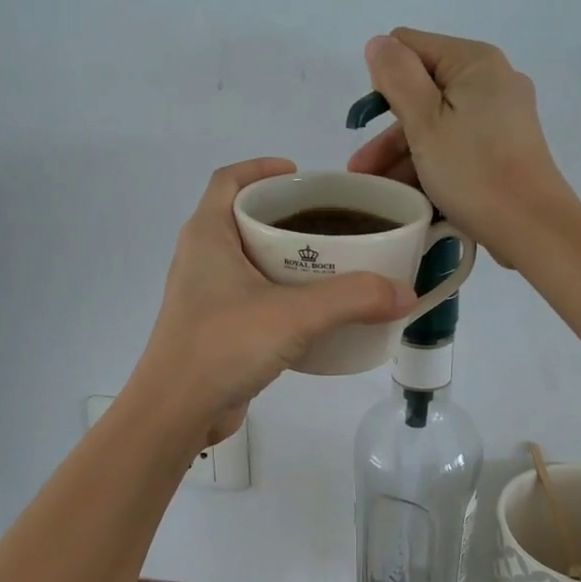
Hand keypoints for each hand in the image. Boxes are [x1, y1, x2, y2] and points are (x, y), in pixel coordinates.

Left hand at [130, 158, 414, 446]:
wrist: (175, 413)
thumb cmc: (223, 345)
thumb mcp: (294, 315)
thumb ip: (353, 299)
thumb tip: (406, 293)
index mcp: (207, 235)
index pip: (228, 180)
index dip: (261, 167)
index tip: (302, 176)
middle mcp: (202, 258)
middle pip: (244, 218)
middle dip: (287, 215)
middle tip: (332, 223)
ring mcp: (206, 296)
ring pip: (251, 260)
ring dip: (288, 258)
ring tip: (334, 264)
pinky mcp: (215, 328)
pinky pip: (253, 297)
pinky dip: (283, 295)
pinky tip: (316, 312)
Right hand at [347, 29, 578, 267]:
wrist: (532, 228)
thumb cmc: (474, 171)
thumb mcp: (425, 123)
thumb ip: (397, 77)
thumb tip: (379, 43)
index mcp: (474, 62)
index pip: (410, 47)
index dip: (383, 81)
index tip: (369, 124)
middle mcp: (491, 79)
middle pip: (422, 90)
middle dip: (387, 130)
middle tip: (361, 170)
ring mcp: (500, 115)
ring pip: (436, 123)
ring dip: (402, 154)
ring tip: (375, 190)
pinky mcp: (503, 147)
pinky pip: (455, 144)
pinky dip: (429, 164)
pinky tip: (405, 193)